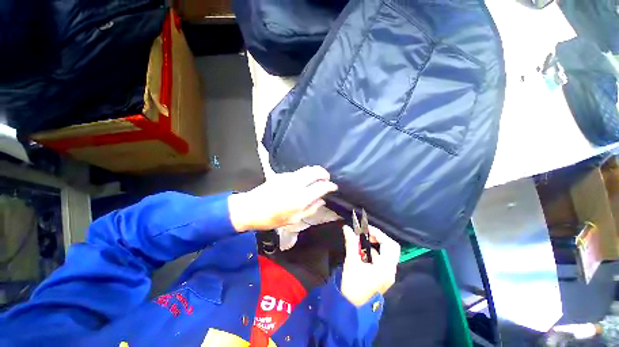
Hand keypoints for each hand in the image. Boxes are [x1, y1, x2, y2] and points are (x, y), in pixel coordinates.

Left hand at [228, 166, 337, 231]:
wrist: (250, 208)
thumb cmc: (272, 218)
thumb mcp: (294, 220)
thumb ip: (310, 209)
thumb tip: (322, 201)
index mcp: (301, 198)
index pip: (322, 186)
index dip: (330, 185)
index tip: (333, 187)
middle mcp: (296, 184)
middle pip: (315, 171)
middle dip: (324, 173)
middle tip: (327, 179)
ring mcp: (288, 177)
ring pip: (307, 169)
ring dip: (315, 172)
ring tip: (317, 179)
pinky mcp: (281, 175)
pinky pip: (298, 172)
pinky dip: (305, 174)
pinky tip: (303, 181)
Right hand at [340, 225, 399, 306]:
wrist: (352, 306)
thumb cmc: (353, 283)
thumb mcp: (351, 261)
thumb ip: (351, 242)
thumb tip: (347, 228)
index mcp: (386, 267)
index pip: (389, 244)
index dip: (378, 233)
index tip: (366, 229)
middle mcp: (390, 270)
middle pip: (390, 248)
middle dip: (378, 239)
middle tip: (365, 235)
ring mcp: (387, 275)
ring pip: (385, 254)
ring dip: (374, 245)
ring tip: (360, 243)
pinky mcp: (382, 277)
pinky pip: (381, 260)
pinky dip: (373, 253)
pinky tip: (362, 253)